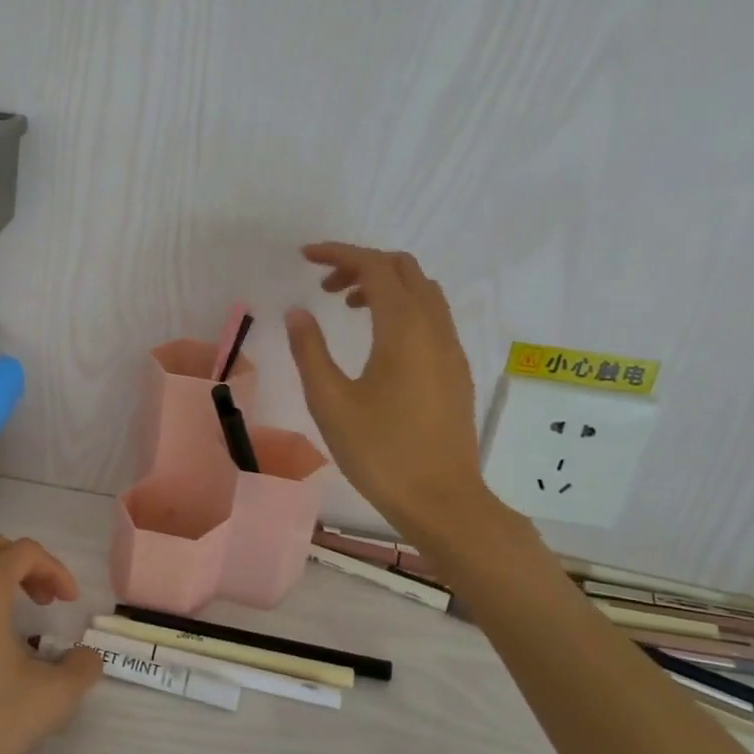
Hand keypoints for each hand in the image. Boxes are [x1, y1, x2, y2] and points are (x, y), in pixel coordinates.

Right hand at [284, 243, 496, 542]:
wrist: (441, 499)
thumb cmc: (379, 451)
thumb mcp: (330, 401)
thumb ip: (310, 350)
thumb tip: (297, 312)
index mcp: (403, 328)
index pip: (373, 266)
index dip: (338, 253)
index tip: (305, 257)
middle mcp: (433, 327)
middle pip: (403, 268)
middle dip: (362, 264)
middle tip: (324, 285)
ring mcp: (450, 347)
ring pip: (422, 290)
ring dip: (385, 284)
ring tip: (348, 307)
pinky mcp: (456, 368)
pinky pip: (432, 315)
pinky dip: (403, 306)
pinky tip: (378, 339)